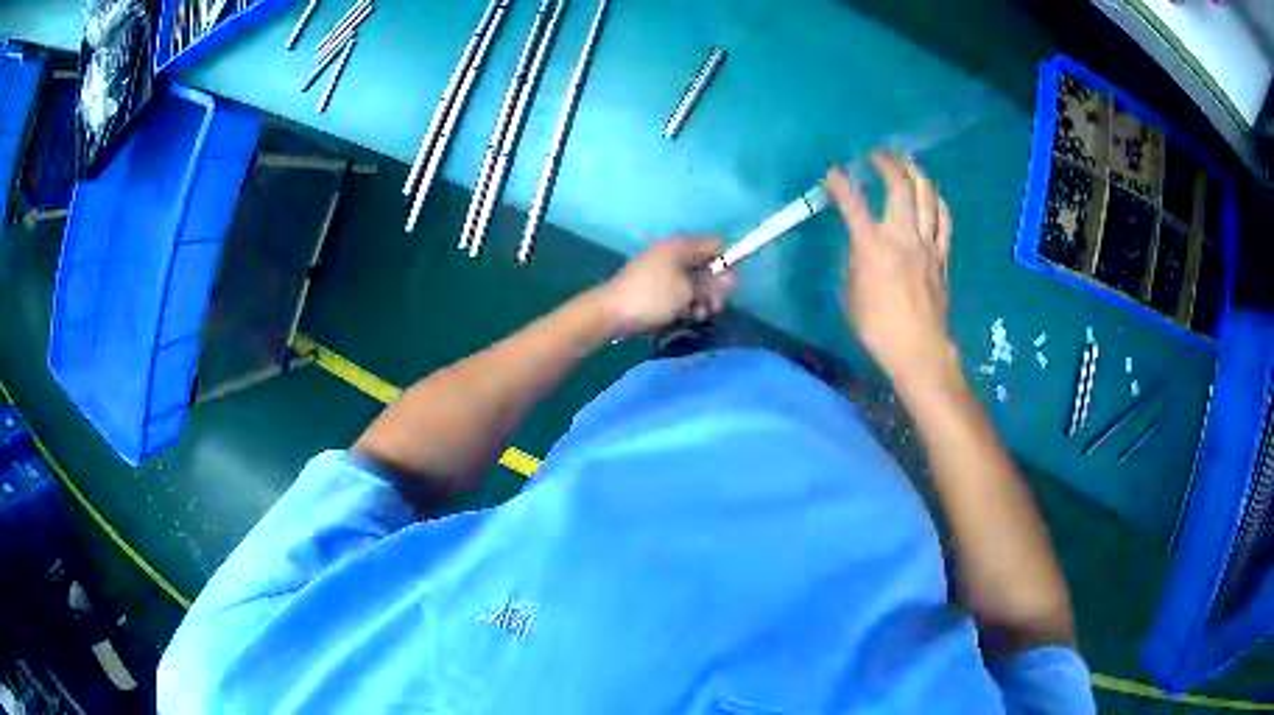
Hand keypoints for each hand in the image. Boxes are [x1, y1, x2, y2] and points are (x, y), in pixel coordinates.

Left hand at [597, 236, 735, 337]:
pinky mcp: (654, 284)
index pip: (718, 246)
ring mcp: (662, 267)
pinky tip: (683, 317)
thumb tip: (733, 276)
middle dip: (713, 288)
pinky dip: (684, 302)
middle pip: (707, 266)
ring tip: (695, 316)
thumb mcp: (688, 291)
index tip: (729, 288)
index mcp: (682, 245)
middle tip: (713, 308)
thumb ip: (712, 283)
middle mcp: (673, 251)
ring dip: (700, 299)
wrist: (610, 313)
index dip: (729, 264)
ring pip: (693, 281)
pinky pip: (678, 290)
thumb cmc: (652, 297)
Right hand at [826, 153, 956, 392]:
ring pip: (926, 196)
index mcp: (872, 247)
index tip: (833, 173)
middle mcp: (901, 236)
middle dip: (886, 164)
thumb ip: (856, 261)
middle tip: (877, 154)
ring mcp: (926, 244)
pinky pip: (943, 219)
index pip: (853, 204)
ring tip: (907, 162)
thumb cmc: (877, 328)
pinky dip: (937, 200)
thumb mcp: (851, 293)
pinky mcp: (942, 255)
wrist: (919, 349)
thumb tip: (861, 246)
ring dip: (915, 173)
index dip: (841, 184)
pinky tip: (932, 193)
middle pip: (898, 187)